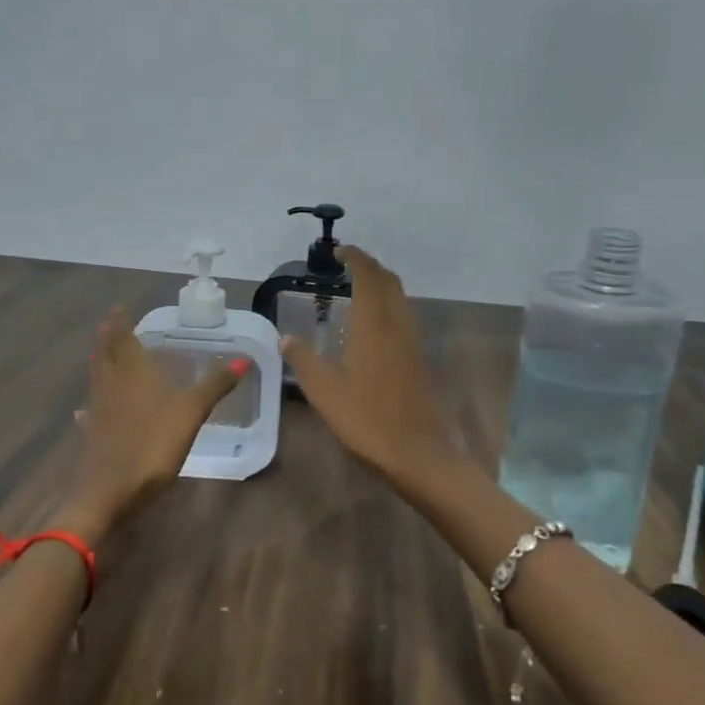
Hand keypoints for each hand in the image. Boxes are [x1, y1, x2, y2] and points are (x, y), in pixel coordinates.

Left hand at [65, 307, 246, 531]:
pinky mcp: (94, 435)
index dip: (120, 323)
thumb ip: (215, 385)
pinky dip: (94, 402)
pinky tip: (89, 409)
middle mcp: (112, 386)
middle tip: (109, 326)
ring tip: (101, 355)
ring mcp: (99, 411)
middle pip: (105, 356)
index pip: (123, 340)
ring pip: (97, 379)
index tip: (117, 308)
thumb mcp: (191, 412)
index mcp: (133, 373)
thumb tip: (243, 359)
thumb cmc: (153, 444)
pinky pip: (93, 410)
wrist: (110, 492)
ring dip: (100, 364)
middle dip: (107, 339)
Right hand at [280, 246, 466, 486]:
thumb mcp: (325, 392)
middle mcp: (397, 325)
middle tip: (345, 266)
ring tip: (357, 288)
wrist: (418, 452)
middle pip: (388, 281)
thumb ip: (304, 361)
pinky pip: (404, 315)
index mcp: (374, 326)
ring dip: (381, 283)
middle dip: (369, 266)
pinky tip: (372, 324)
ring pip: (400, 297)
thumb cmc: (367, 420)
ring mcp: (412, 341)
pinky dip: (388, 304)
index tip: (338, 252)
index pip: (368, 276)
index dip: (355, 257)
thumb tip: (285, 338)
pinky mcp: (418, 357)